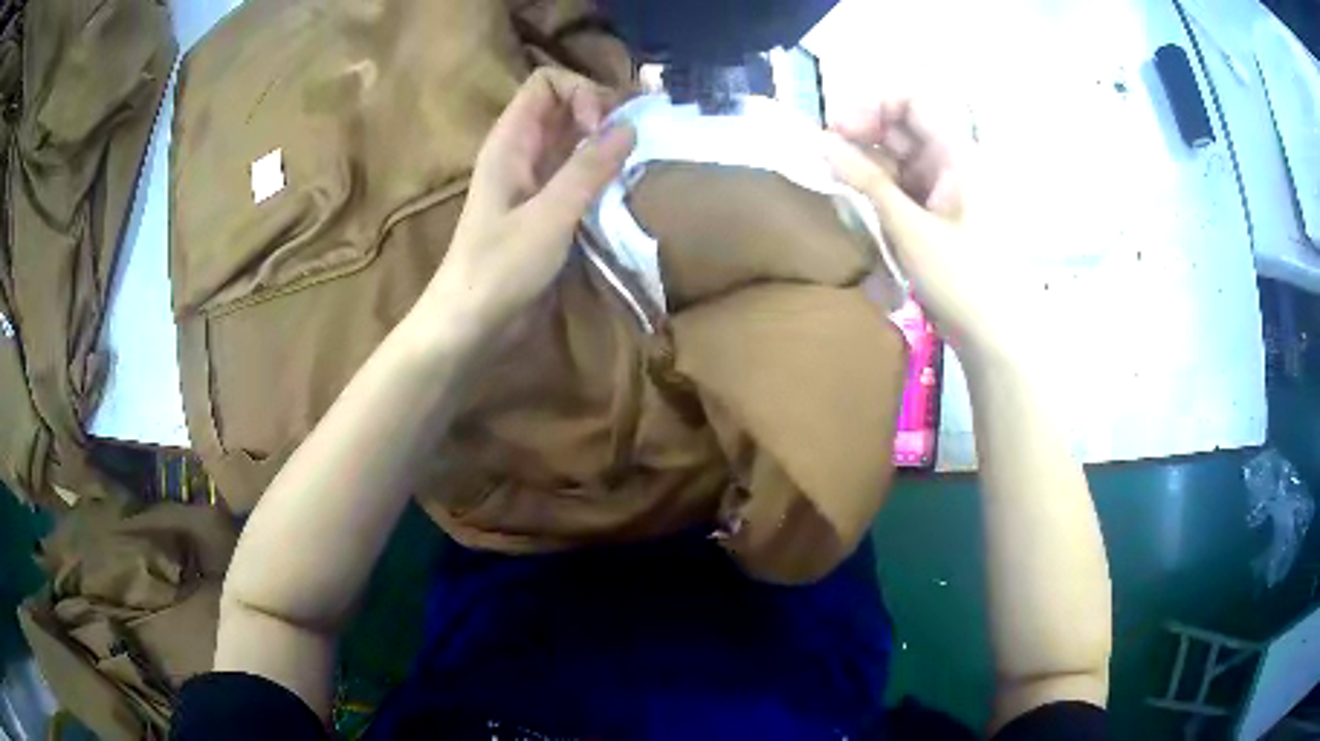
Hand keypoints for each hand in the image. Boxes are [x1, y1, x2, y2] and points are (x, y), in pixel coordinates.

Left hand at [424, 68, 635, 341]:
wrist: (472, 323)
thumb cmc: (500, 268)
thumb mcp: (548, 216)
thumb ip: (588, 169)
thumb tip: (629, 127)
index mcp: (510, 141)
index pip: (546, 83)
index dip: (580, 92)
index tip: (602, 128)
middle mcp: (522, 151)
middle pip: (565, 105)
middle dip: (601, 113)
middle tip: (631, 143)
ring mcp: (533, 179)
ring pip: (574, 139)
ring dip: (605, 143)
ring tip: (635, 162)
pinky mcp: (545, 207)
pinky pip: (577, 172)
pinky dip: (602, 171)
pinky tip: (622, 187)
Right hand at [823, 99, 1023, 363]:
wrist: (999, 339)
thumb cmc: (964, 281)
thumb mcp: (910, 229)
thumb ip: (865, 182)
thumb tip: (820, 143)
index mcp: (958, 155)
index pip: (912, 102)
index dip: (872, 105)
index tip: (836, 129)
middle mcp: (955, 164)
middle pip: (904, 129)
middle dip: (863, 136)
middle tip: (824, 159)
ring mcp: (950, 192)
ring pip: (901, 161)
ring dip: (867, 168)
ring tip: (837, 187)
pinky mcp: (943, 218)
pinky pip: (907, 189)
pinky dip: (881, 193)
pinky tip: (859, 208)